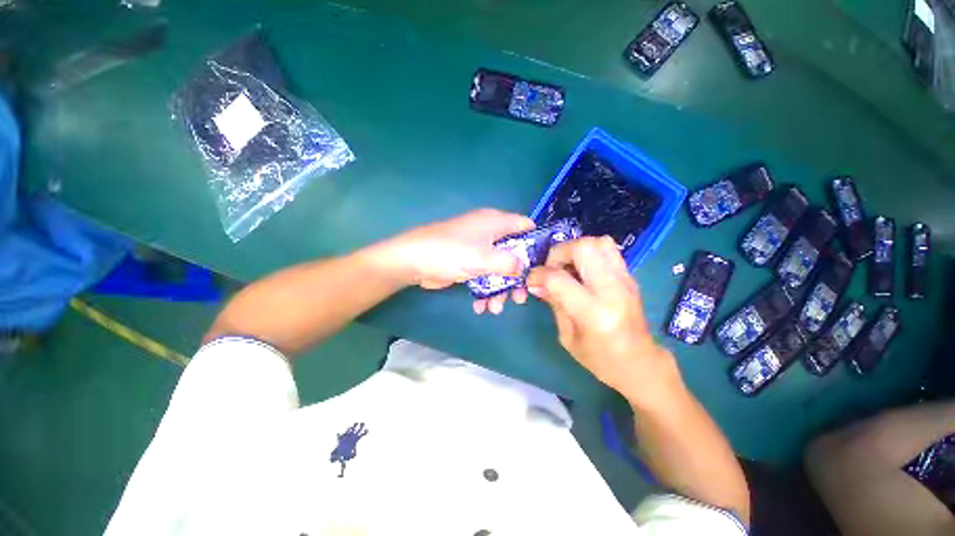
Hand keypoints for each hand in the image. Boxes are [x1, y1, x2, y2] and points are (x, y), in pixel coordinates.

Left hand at [380, 209, 535, 310]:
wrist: (412, 261)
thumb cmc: (450, 253)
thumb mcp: (484, 258)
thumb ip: (510, 262)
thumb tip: (524, 268)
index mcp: (495, 222)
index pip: (525, 226)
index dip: (536, 244)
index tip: (542, 266)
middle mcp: (489, 233)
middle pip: (514, 253)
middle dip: (517, 277)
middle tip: (519, 298)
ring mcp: (477, 249)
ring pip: (499, 268)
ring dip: (499, 289)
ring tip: (495, 309)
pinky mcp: (467, 263)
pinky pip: (483, 276)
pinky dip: (484, 290)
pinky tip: (481, 307)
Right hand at [526, 236, 676, 397]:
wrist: (641, 363)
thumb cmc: (601, 359)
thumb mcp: (568, 337)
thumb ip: (554, 303)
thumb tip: (536, 283)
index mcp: (594, 313)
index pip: (558, 278)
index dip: (538, 275)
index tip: (532, 281)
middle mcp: (613, 290)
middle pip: (583, 248)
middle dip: (558, 252)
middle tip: (551, 268)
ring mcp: (625, 280)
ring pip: (599, 242)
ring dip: (576, 249)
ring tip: (567, 266)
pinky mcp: (630, 277)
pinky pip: (608, 250)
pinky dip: (589, 253)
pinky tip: (582, 270)